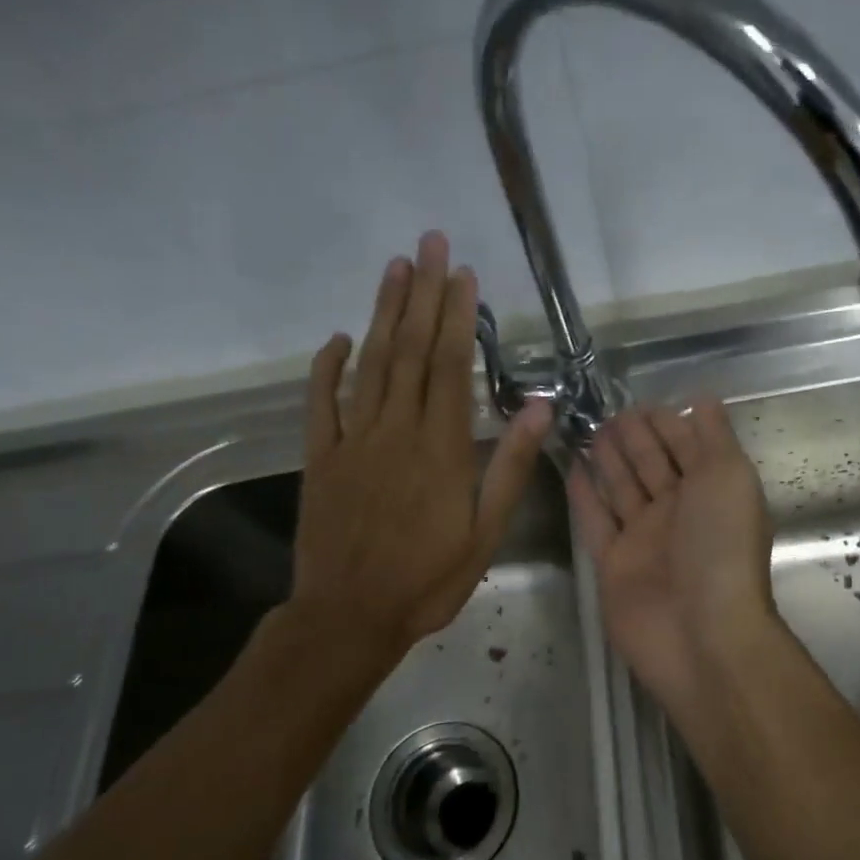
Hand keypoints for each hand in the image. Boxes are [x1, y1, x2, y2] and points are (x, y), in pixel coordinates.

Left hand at [290, 231, 552, 668]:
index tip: (462, 274)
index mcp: (441, 448)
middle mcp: (396, 431)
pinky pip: (321, 403)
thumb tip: (538, 408)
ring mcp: (352, 440)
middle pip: (411, 350)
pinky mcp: (320, 458)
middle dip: (422, 293)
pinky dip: (327, 367)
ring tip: (395, 268)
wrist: (350, 616)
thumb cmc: (427, 580)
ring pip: (370, 364)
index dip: (456, 316)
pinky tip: (337, 338)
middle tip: (429, 243)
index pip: (451, 366)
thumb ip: (509, 467)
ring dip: (383, 313)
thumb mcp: (484, 533)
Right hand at [567, 401, 776, 711]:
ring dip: (608, 460)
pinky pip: (595, 522)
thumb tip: (704, 399)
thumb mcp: (729, 477)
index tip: (638, 401)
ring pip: (621, 489)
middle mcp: (678, 512)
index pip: (686, 445)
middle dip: (633, 437)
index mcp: (711, 490)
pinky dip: (584, 496)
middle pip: (651, 464)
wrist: (700, 632)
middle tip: (605, 411)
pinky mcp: (612, 563)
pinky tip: (571, 468)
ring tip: (587, 430)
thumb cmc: (721, 547)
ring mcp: (643, 539)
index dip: (665, 422)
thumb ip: (714, 437)